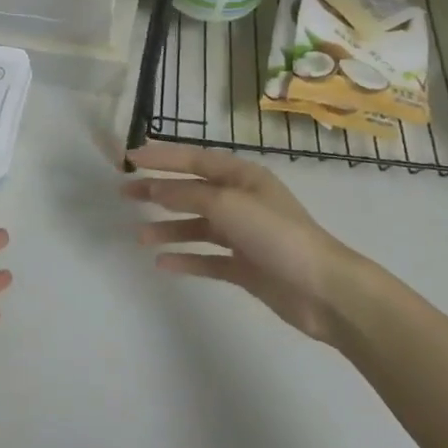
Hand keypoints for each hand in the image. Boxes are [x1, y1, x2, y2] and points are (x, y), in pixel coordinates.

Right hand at [122, 142, 376, 342]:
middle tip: (124, 194)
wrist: (323, 290)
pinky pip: (207, 258)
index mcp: (243, 177)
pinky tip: (163, 264)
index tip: (129, 157)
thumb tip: (155, 187)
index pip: (195, 159)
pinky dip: (185, 259)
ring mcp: (243, 235)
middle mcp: (242, 201)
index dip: (162, 156)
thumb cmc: (277, 235)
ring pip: (197, 226)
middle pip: (192, 191)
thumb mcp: (228, 205)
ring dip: (168, 228)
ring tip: (140, 237)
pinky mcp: (245, 266)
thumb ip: (188, 193)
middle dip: (158, 191)